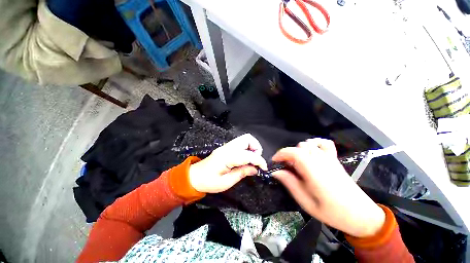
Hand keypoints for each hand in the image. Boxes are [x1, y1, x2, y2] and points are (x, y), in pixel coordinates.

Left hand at [189, 134, 267, 193]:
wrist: (194, 177)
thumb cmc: (208, 182)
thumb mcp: (226, 182)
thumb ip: (242, 173)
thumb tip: (255, 169)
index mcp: (227, 157)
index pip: (248, 154)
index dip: (259, 160)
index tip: (264, 168)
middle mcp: (227, 148)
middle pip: (247, 138)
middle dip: (256, 148)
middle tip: (256, 160)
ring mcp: (226, 146)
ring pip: (245, 139)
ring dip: (252, 147)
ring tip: (252, 160)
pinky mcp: (226, 148)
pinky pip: (240, 143)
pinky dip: (247, 148)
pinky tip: (246, 159)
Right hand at [272, 138, 384, 237]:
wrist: (361, 215)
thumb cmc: (332, 212)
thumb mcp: (306, 202)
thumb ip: (290, 183)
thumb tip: (276, 171)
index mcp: (313, 170)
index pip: (293, 152)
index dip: (280, 154)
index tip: (274, 162)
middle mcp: (320, 160)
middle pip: (299, 147)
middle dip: (288, 154)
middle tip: (286, 167)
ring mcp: (329, 158)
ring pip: (308, 144)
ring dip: (298, 150)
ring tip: (297, 163)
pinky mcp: (334, 159)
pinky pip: (324, 143)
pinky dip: (315, 143)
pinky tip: (311, 152)